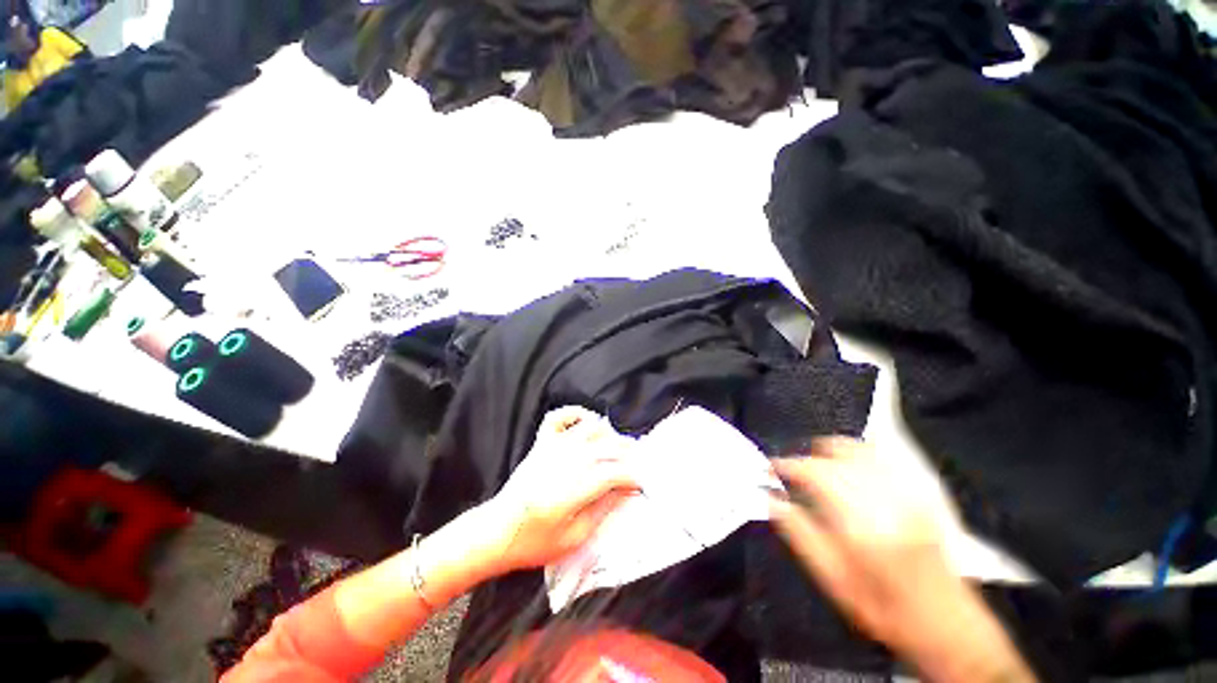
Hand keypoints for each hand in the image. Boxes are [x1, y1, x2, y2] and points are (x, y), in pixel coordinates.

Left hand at [479, 406, 640, 573]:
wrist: (496, 531)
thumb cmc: (535, 542)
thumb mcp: (575, 538)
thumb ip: (603, 510)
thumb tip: (626, 490)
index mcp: (570, 491)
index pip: (612, 473)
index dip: (632, 476)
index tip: (642, 482)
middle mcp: (564, 462)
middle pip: (606, 447)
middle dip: (628, 453)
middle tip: (639, 463)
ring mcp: (551, 448)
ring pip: (590, 429)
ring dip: (610, 434)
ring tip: (620, 447)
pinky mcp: (542, 443)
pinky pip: (559, 417)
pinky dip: (575, 413)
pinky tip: (587, 421)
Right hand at [769, 439, 1035, 681]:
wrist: (944, 622)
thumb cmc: (881, 606)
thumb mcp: (832, 580)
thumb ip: (799, 534)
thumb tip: (771, 500)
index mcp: (861, 523)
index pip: (815, 473)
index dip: (788, 465)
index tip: (772, 467)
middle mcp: (886, 500)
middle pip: (836, 455)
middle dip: (808, 456)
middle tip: (793, 469)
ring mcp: (908, 493)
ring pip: (861, 448)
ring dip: (831, 449)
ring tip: (816, 461)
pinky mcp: (920, 492)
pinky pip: (883, 456)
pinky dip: (857, 451)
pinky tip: (848, 463)